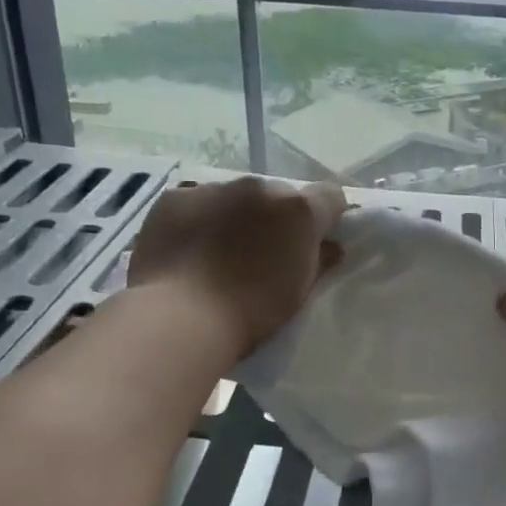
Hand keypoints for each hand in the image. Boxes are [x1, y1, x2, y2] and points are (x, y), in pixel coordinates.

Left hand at [127, 177, 346, 359]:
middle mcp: (259, 188)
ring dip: (236, 215)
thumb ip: (318, 261)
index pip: (330, 196)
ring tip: (219, 252)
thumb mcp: (298, 292)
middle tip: (263, 251)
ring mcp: (214, 188)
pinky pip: (196, 202)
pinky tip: (188, 249)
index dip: (326, 216)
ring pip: (235, 197)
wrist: (181, 318)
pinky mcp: (175, 197)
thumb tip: (330, 247)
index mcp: (298, 210)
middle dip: (276, 217)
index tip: (317, 240)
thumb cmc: (251, 312)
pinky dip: (198, 219)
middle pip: (278, 195)